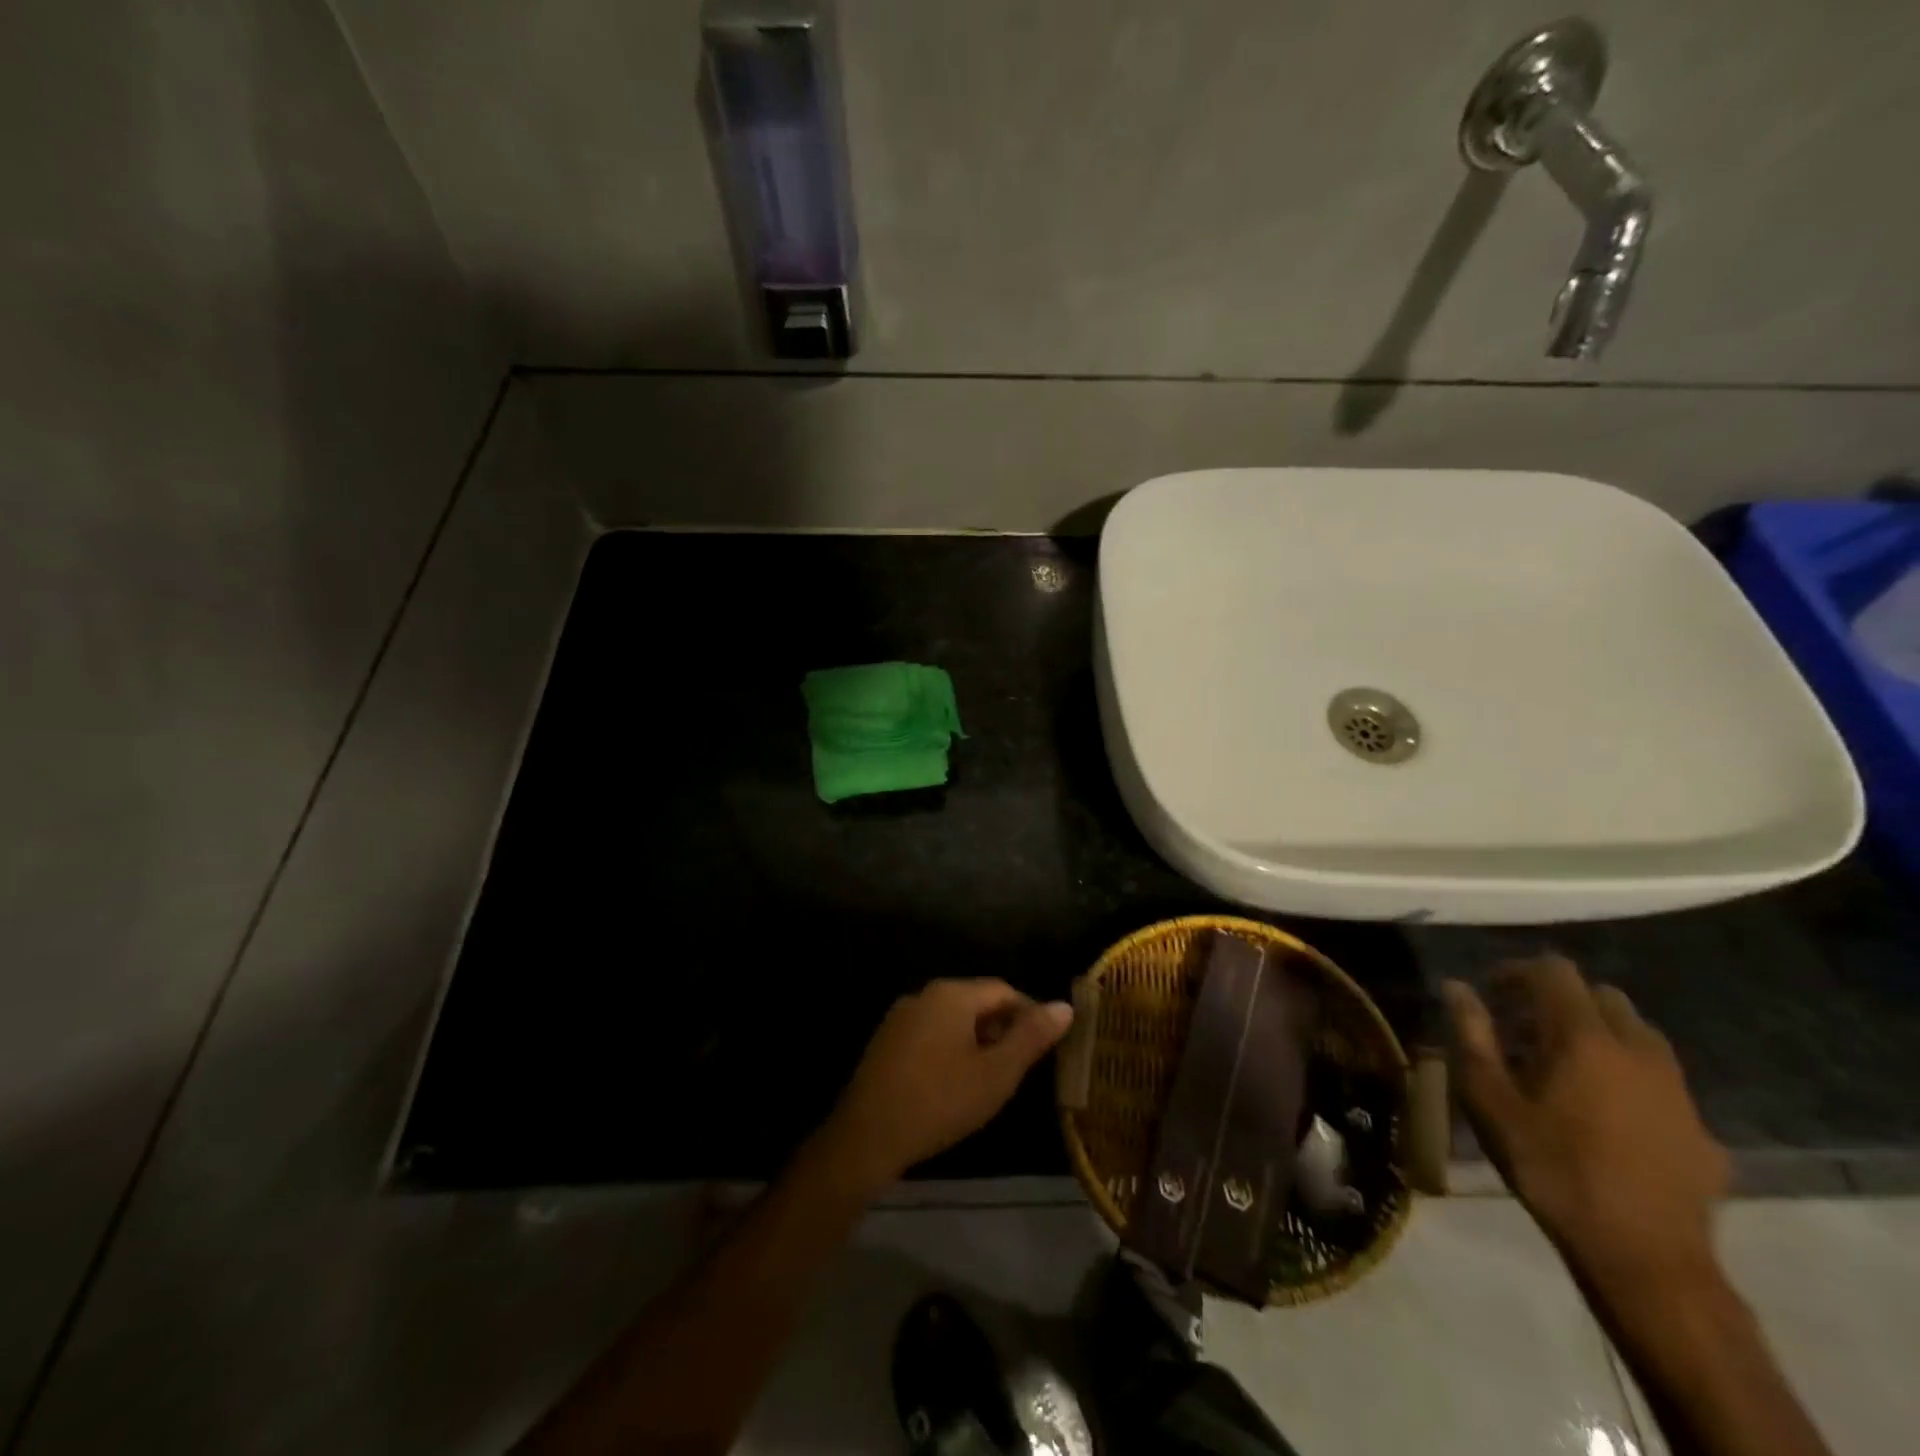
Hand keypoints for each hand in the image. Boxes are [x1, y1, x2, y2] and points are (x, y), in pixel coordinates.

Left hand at [821, 979, 1073, 1189]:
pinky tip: (954, 1086)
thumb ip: (1031, 1037)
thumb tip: (1064, 1006)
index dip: (1030, 1014)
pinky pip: (930, 1035)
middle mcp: (924, 995)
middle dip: (1003, 1030)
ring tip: (991, 1081)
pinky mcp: (886, 1043)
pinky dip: (951, 1051)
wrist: (867, 1136)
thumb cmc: (940, 1101)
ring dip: (977, 1042)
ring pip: (953, 1020)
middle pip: (976, 1002)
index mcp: (951, 994)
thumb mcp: (996, 1073)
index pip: (1003, 990)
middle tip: (1020, 1069)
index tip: (1046, 1047)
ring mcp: (900, 1018)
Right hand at [1444, 956, 1729, 1291]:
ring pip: (1640, 1035)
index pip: (1555, 972)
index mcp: (1584, 1037)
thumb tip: (1457, 987)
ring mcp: (1678, 1091)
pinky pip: (1661, 1083)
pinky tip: (1608, 1116)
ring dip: (1600, 1035)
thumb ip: (1473, 1035)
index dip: (1518, 971)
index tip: (1492, 993)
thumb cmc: (1551, 1167)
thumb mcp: (1490, 1100)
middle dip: (1561, 1000)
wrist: (1644, 1257)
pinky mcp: (1702, 1130)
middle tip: (1525, 1030)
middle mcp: (1638, 1051)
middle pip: (1603, 996)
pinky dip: (1629, 1079)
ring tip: (1566, 1069)